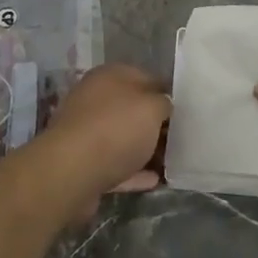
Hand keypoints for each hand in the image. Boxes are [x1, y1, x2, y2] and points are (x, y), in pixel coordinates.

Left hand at [40, 62, 168, 212]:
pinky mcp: (83, 163)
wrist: (71, 172)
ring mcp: (87, 132)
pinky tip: (155, 180)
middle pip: (132, 109)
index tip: (186, 109)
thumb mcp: (152, 108)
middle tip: (182, 137)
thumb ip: (163, 103)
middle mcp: (94, 99)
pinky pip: (115, 165)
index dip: (166, 91)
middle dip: (155, 123)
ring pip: (123, 137)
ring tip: (171, 161)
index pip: (145, 77)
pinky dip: (134, 172)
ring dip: (145, 149)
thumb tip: (164, 104)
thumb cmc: (115, 129)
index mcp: (109, 76)